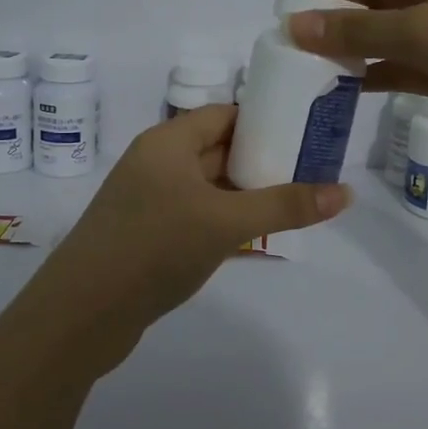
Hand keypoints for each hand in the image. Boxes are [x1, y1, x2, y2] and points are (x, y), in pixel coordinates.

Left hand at [26, 105, 349, 363]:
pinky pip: (194, 213)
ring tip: (293, 200)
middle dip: (261, 158)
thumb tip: (345, 193)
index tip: (306, 132)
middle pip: (217, 148)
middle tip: (311, 169)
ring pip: (207, 185)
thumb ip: (284, 205)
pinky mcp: (146, 233)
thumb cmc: (155, 248)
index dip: (265, 120)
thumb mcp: (226, 223)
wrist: (82, 314)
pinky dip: (223, 218)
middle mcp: (156, 162)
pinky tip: (253, 235)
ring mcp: (148, 200)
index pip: (224, 114)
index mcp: (167, 142)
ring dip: (244, 192)